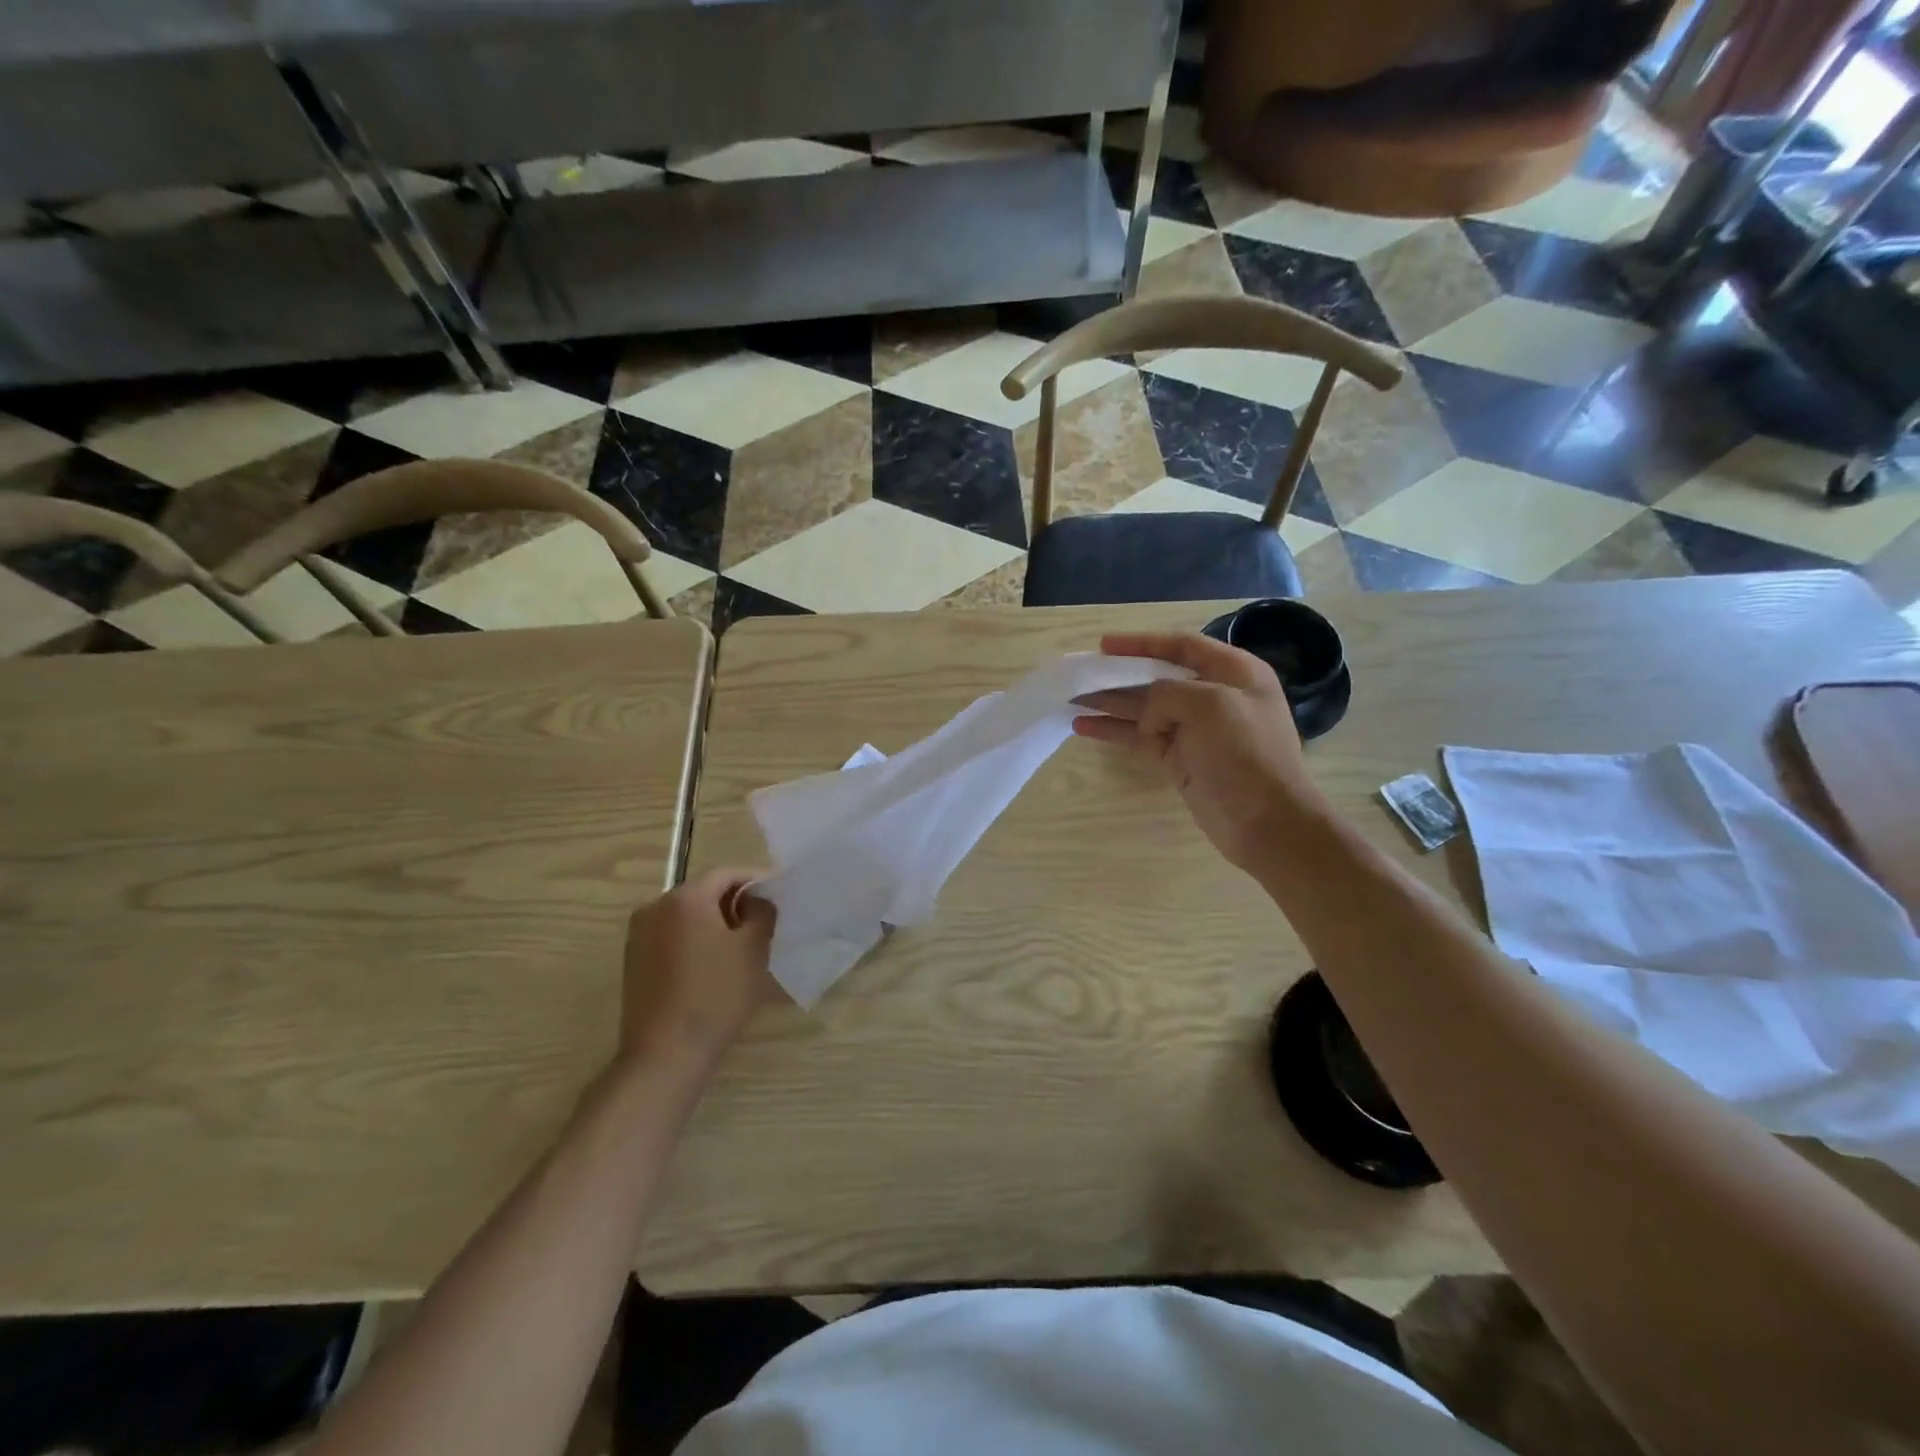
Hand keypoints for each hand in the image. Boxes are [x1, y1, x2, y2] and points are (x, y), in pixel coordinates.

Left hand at [619, 869, 775, 1069]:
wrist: (664, 1054)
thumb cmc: (716, 994)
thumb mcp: (753, 949)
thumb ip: (762, 912)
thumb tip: (757, 900)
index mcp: (685, 897)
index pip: (727, 874)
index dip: (757, 881)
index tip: (779, 897)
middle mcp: (655, 907)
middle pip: (704, 892)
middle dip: (735, 903)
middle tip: (763, 923)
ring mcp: (639, 935)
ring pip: (687, 916)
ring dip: (714, 923)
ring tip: (740, 947)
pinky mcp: (633, 962)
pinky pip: (671, 937)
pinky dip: (694, 941)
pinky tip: (712, 967)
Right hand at [1074, 632, 1328, 871]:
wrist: (1265, 821)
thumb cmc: (1246, 753)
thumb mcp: (1210, 705)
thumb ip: (1167, 694)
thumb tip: (1148, 715)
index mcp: (1232, 672)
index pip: (1181, 646)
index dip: (1142, 643)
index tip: (1104, 645)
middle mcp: (1212, 695)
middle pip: (1156, 677)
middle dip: (1118, 675)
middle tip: (1080, 674)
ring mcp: (1194, 730)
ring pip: (1141, 708)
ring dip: (1108, 703)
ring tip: (1070, 699)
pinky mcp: (1178, 758)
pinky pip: (1138, 737)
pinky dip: (1112, 731)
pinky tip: (1083, 727)